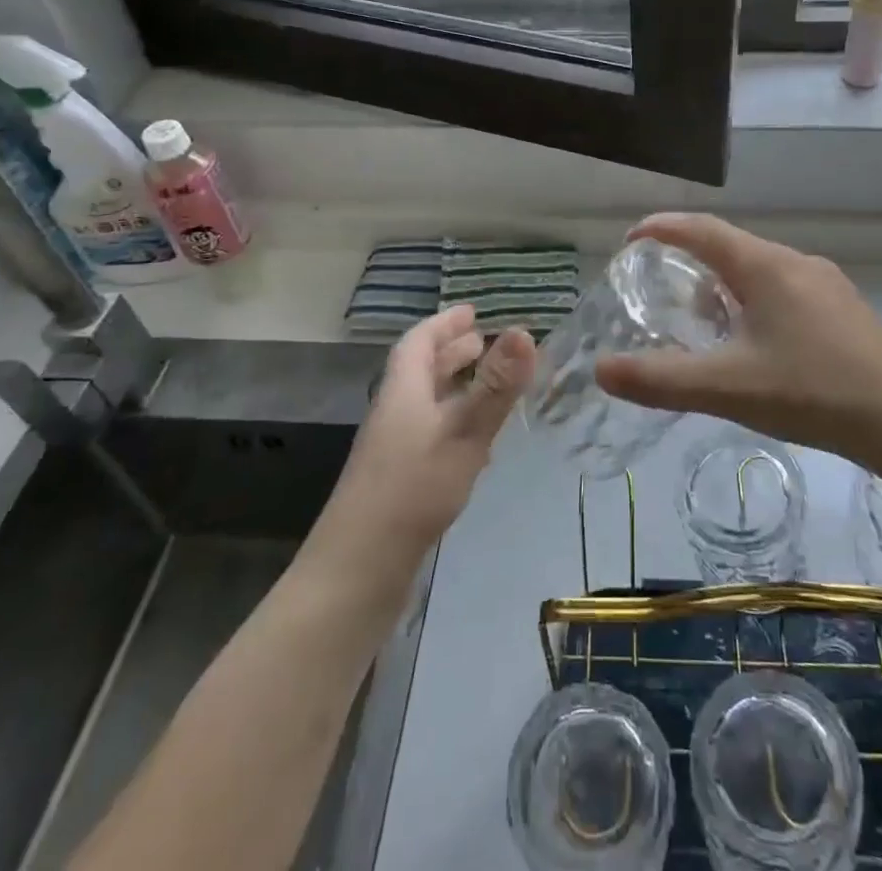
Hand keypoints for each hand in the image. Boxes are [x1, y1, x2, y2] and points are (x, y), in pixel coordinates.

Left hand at [315, 306, 534, 573]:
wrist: (358, 569)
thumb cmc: (412, 489)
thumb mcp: (463, 433)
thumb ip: (496, 386)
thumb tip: (523, 330)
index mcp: (403, 391)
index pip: (419, 342)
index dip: (444, 323)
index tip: (472, 311)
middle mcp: (395, 412)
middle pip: (420, 370)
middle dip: (451, 351)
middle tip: (482, 340)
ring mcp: (394, 448)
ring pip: (425, 402)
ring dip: (453, 385)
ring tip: (485, 383)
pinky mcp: (399, 479)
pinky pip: (430, 432)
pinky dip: (454, 420)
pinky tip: (475, 442)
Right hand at [594, 214, 881, 463]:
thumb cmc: (812, 392)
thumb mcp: (728, 387)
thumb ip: (661, 379)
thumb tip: (601, 370)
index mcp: (765, 266)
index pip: (702, 229)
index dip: (662, 228)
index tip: (630, 240)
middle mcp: (795, 262)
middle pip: (730, 246)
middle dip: (690, 259)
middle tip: (658, 286)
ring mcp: (826, 284)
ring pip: (760, 270)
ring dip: (724, 283)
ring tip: (702, 318)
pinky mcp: (844, 309)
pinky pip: (784, 289)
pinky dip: (753, 301)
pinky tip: (755, 342)